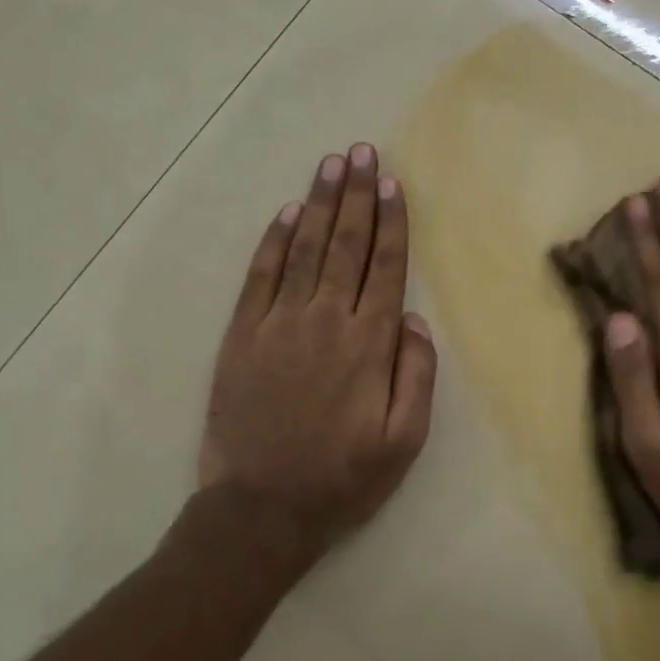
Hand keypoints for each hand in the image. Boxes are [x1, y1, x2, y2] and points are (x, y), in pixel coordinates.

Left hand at [198, 143, 436, 571]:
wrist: (262, 508)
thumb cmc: (343, 477)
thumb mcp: (404, 440)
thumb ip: (417, 374)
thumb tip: (414, 317)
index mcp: (369, 344)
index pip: (384, 268)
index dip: (391, 222)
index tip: (393, 183)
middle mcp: (325, 321)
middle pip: (346, 245)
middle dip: (357, 195)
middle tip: (362, 152)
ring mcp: (278, 324)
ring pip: (305, 249)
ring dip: (319, 204)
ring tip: (331, 165)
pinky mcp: (242, 336)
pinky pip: (260, 277)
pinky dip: (274, 242)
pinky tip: (287, 214)